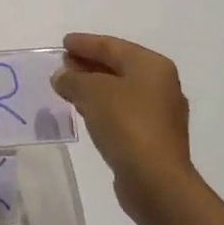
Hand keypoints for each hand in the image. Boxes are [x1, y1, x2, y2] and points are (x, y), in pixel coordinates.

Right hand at [53, 33, 194, 224]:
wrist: (156, 181)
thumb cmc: (126, 124)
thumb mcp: (91, 92)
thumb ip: (73, 79)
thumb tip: (62, 76)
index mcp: (151, 65)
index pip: (111, 46)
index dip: (85, 43)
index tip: (64, 42)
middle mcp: (161, 85)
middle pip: (117, 67)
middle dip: (88, 64)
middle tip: (63, 64)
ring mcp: (160, 113)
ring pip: (120, 90)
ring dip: (94, 87)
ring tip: (68, 87)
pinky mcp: (154, 138)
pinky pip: (123, 112)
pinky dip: (103, 107)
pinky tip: (85, 111)